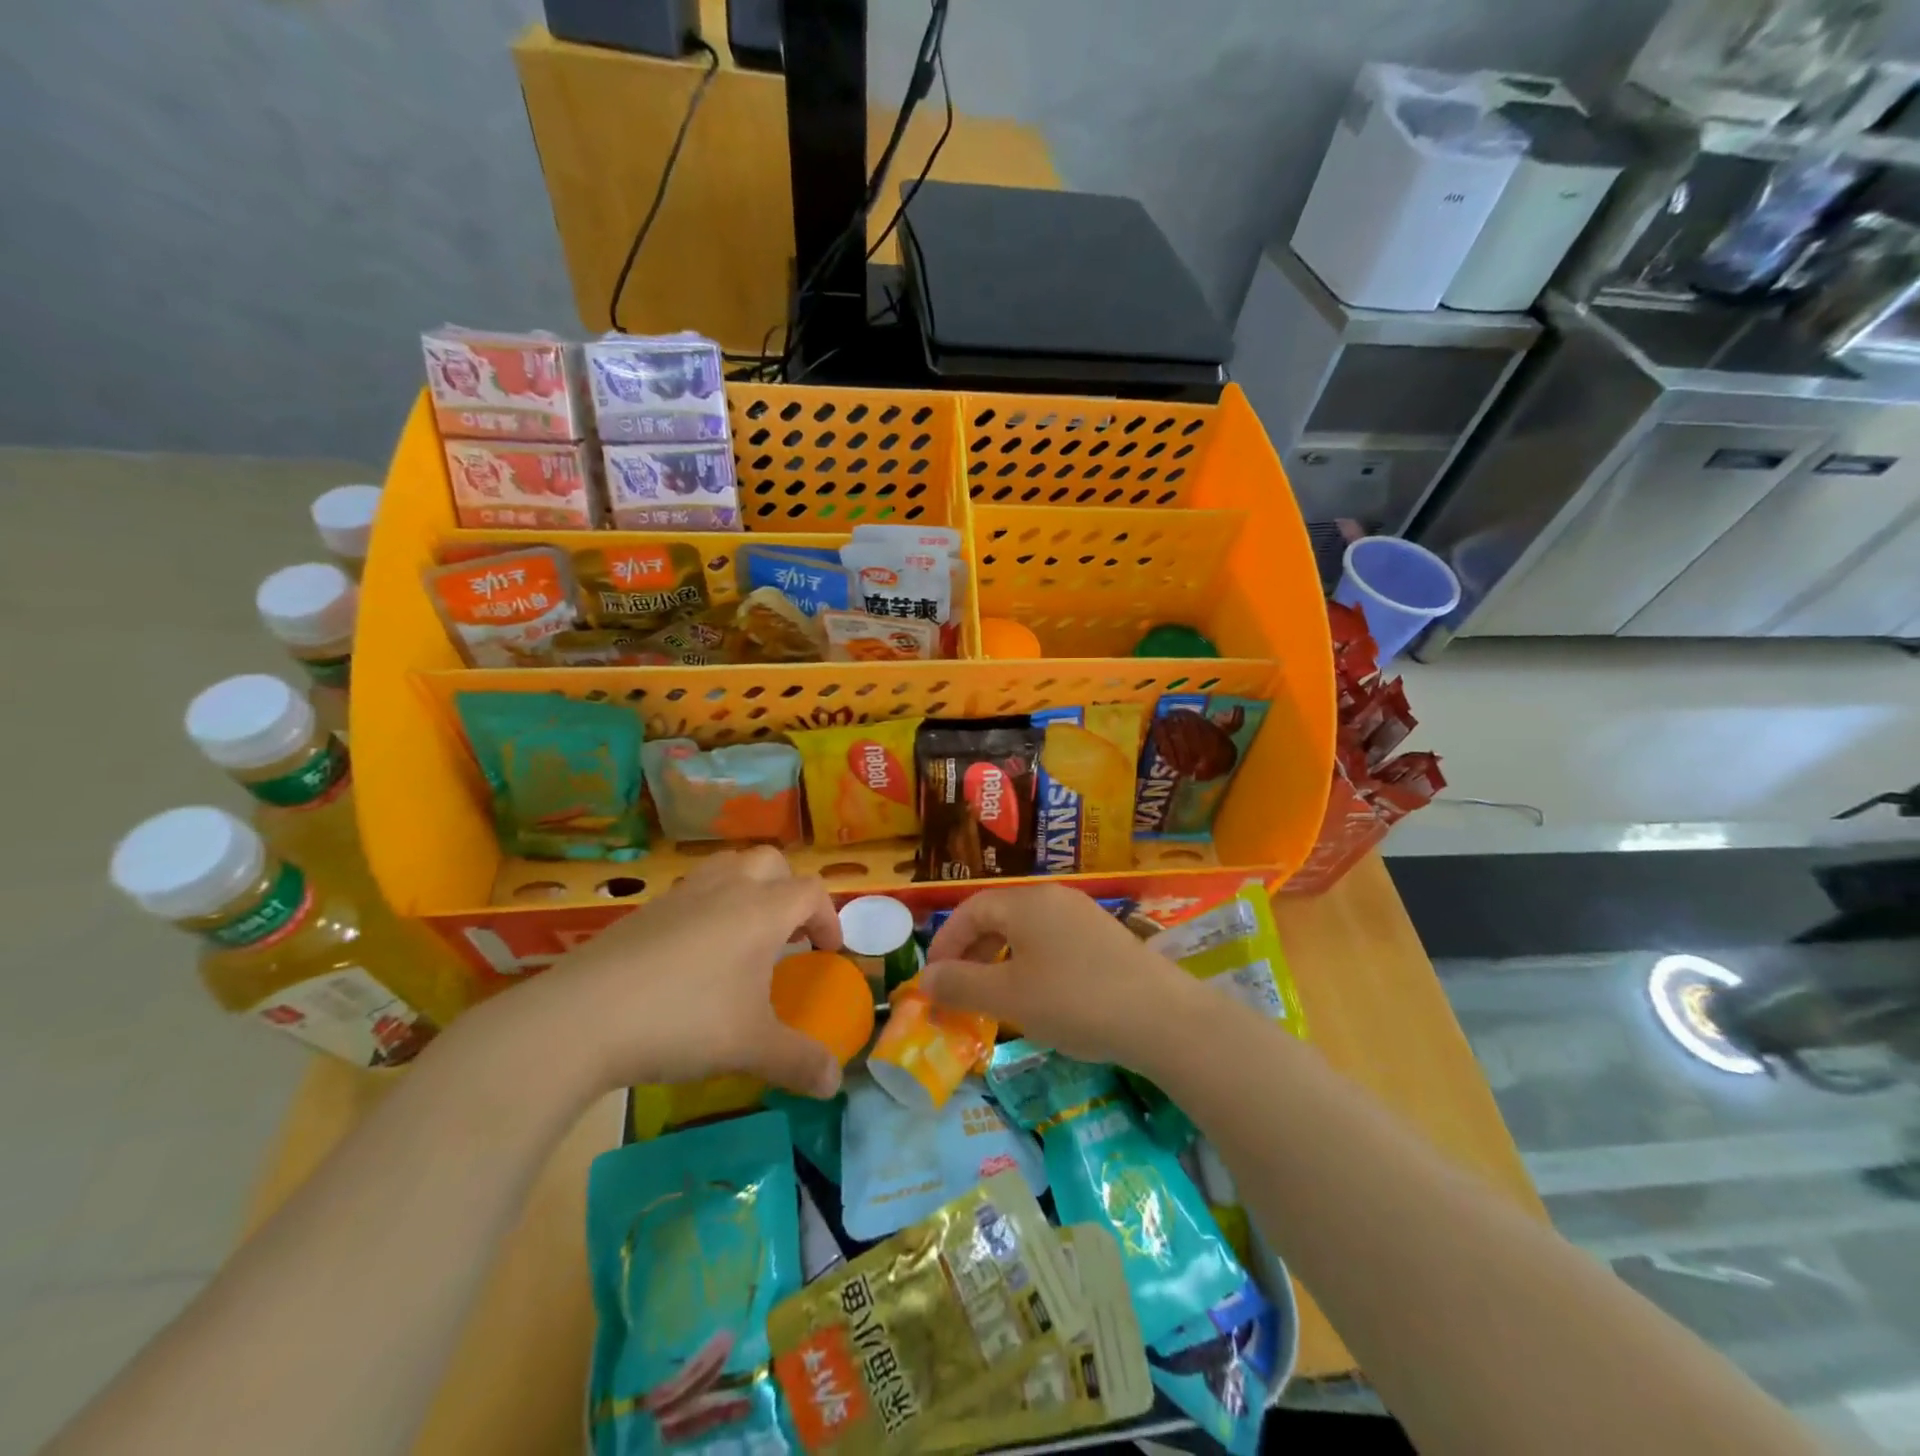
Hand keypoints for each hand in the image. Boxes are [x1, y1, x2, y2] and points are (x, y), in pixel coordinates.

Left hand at [511, 847, 844, 1098]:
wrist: (582, 1018)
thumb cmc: (683, 1021)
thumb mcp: (750, 1048)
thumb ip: (799, 1062)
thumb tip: (834, 1082)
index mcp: (761, 911)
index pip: (811, 892)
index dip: (828, 918)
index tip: (827, 952)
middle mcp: (726, 889)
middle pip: (771, 862)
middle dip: (788, 891)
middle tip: (788, 934)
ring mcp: (681, 895)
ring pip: (727, 867)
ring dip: (747, 889)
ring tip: (744, 934)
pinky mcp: (644, 911)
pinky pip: (690, 892)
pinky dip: (706, 908)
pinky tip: (692, 956)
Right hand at [921, 884, 1197, 1066]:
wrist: (1161, 1018)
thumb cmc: (1074, 1001)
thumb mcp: (1009, 997)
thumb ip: (961, 986)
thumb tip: (924, 980)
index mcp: (1026, 902)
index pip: (970, 910)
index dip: (946, 944)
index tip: (933, 981)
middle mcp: (1053, 897)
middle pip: (997, 916)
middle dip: (971, 952)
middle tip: (959, 990)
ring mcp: (1083, 915)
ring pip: (1026, 930)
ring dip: (1000, 959)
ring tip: (994, 997)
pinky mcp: (1105, 937)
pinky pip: (1053, 942)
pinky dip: (1031, 963)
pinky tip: (1039, 996)